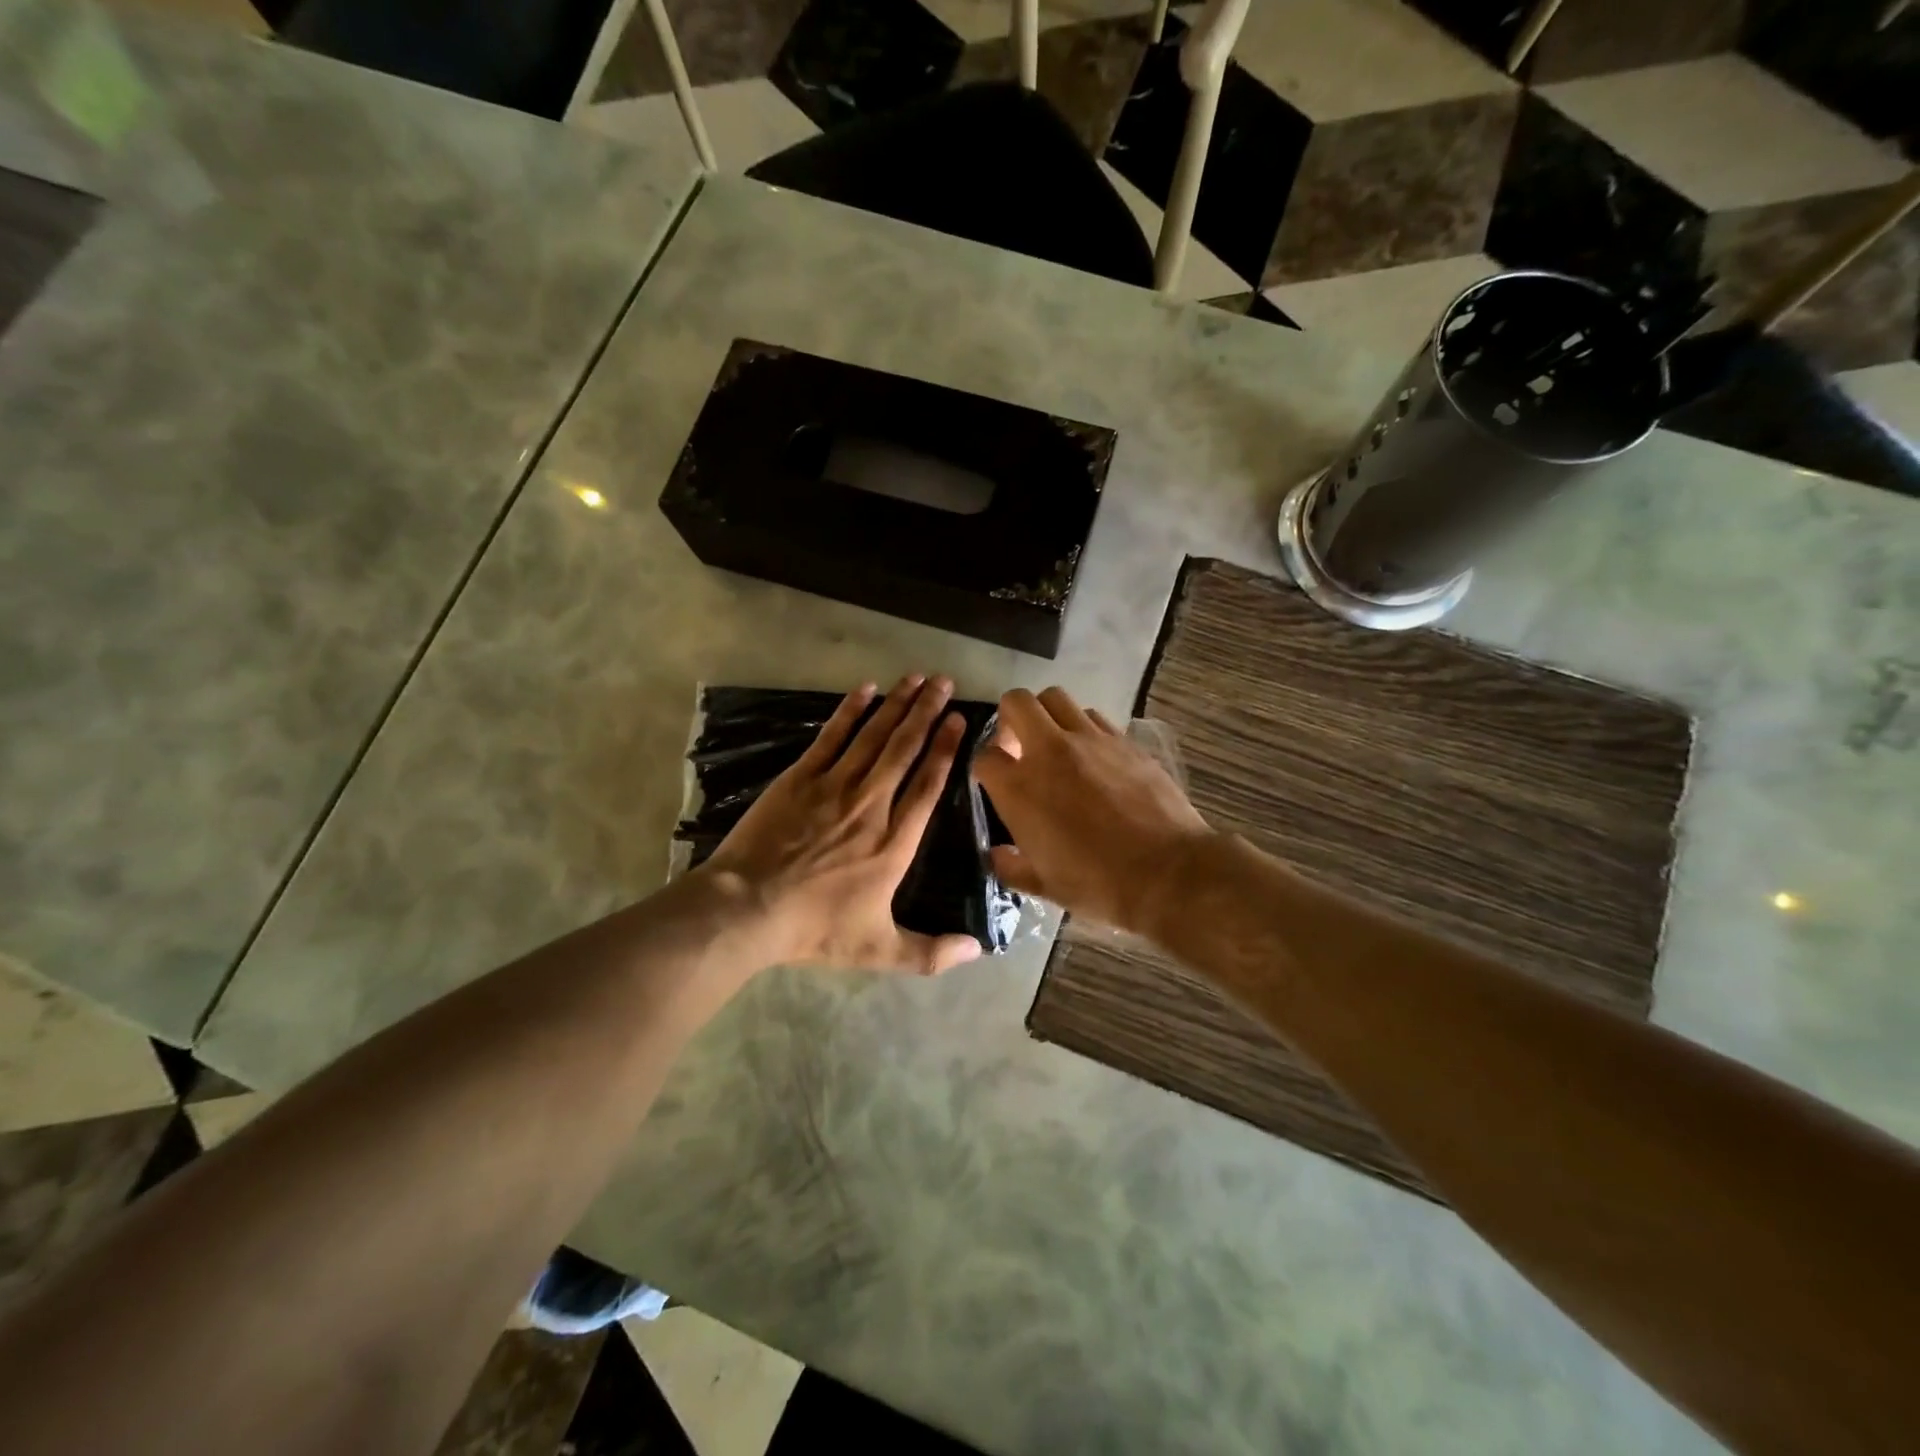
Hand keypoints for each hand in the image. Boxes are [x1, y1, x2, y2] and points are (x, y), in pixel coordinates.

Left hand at [700, 674, 983, 975]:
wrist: (748, 909)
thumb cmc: (815, 929)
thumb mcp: (878, 950)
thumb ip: (931, 953)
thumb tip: (978, 951)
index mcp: (895, 843)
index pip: (928, 786)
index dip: (945, 750)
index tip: (959, 721)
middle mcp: (872, 805)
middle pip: (904, 750)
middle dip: (927, 713)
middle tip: (944, 682)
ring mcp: (834, 787)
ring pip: (874, 737)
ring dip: (897, 704)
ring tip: (917, 677)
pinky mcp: (800, 778)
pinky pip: (831, 737)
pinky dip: (850, 711)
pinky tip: (866, 689)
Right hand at [972, 687, 1213, 937]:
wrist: (1167, 873)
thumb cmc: (1098, 885)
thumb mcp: (1044, 886)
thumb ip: (1011, 866)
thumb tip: (998, 854)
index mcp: (1019, 788)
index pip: (985, 756)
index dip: (986, 767)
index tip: (996, 781)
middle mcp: (1049, 751)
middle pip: (1016, 702)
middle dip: (1010, 719)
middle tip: (1019, 746)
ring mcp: (1090, 740)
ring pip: (1056, 698)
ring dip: (1047, 716)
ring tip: (1056, 745)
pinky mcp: (1124, 740)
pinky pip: (1093, 717)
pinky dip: (1083, 728)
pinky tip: (1093, 755)